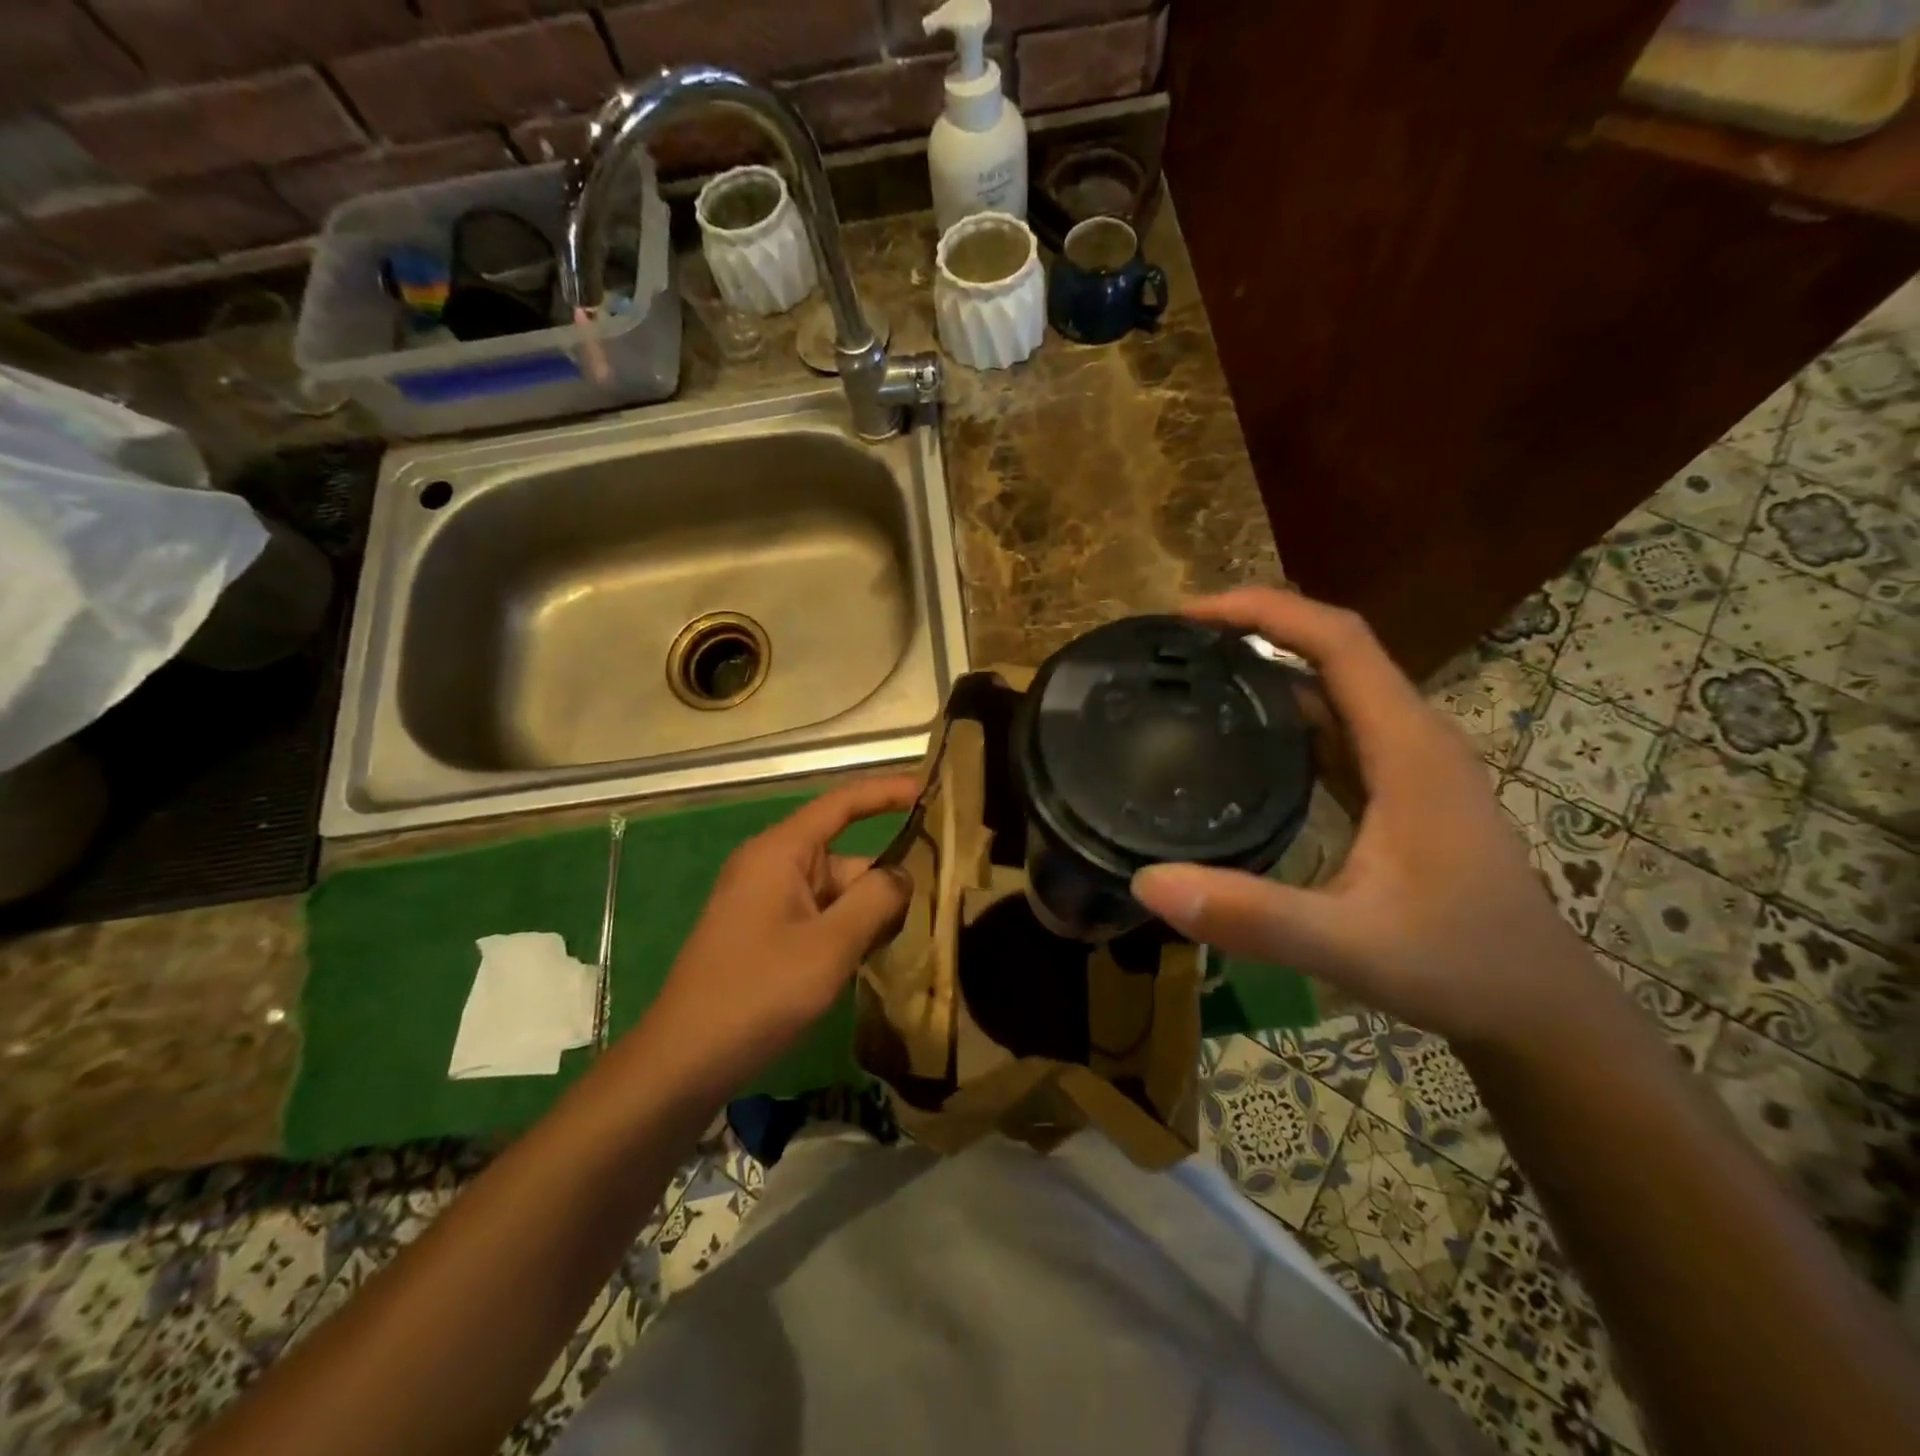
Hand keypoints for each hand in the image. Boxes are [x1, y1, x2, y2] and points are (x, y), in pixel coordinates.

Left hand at [647, 776, 917, 1087]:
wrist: (684, 1060)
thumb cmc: (758, 992)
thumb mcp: (830, 945)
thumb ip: (876, 900)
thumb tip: (901, 875)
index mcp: (781, 851)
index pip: (842, 804)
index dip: (886, 792)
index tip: (930, 791)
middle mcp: (773, 866)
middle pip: (846, 857)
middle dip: (887, 880)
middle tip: (938, 906)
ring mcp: (767, 901)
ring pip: (837, 892)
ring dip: (870, 914)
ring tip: (913, 939)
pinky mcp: (766, 933)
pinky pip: (820, 917)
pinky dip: (848, 931)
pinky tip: (873, 959)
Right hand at [1130, 588, 1609, 1050]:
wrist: (1536, 1005)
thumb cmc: (1459, 965)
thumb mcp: (1349, 944)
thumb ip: (1252, 916)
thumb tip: (1146, 883)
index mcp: (1408, 747)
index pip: (1338, 641)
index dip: (1265, 612)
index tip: (1189, 616)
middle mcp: (1411, 737)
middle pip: (1333, 650)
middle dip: (1255, 631)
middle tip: (1175, 647)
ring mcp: (1407, 763)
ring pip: (1333, 688)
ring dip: (1267, 669)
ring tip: (1192, 678)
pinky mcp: (1397, 789)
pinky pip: (1334, 728)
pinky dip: (1283, 714)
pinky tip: (1238, 740)